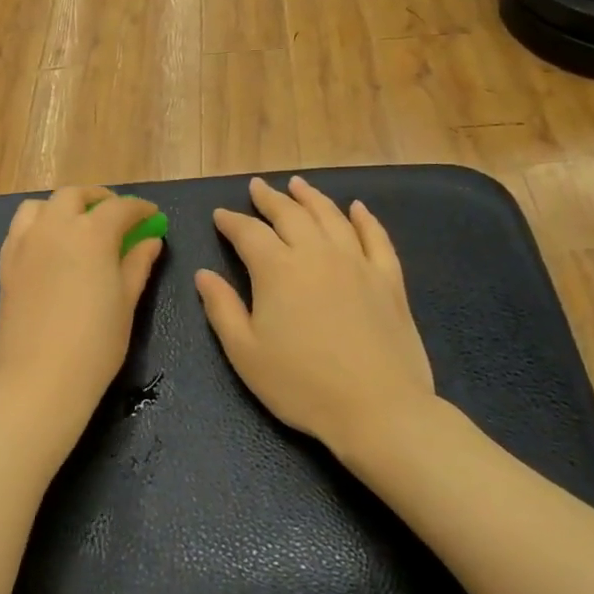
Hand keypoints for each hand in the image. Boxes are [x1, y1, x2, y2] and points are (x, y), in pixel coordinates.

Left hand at [0, 186, 164, 451]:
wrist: (40, 378)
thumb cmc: (95, 344)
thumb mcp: (126, 303)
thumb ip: (137, 264)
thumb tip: (150, 240)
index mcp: (91, 234)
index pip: (120, 208)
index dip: (140, 209)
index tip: (152, 217)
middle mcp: (54, 228)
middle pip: (75, 196)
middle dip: (99, 200)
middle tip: (116, 216)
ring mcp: (25, 244)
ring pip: (41, 206)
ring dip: (63, 207)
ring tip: (77, 225)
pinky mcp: (6, 263)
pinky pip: (20, 229)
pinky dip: (38, 225)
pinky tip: (49, 246)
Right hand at [196, 176, 438, 466]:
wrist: (378, 408)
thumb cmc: (301, 385)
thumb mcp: (245, 353)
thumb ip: (222, 308)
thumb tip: (204, 274)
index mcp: (277, 270)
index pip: (249, 233)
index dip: (231, 221)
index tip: (220, 214)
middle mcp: (316, 254)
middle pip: (290, 214)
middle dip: (270, 198)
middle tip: (257, 187)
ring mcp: (357, 263)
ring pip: (331, 216)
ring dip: (311, 197)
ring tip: (297, 184)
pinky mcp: (389, 279)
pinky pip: (376, 238)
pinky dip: (364, 219)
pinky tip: (357, 208)